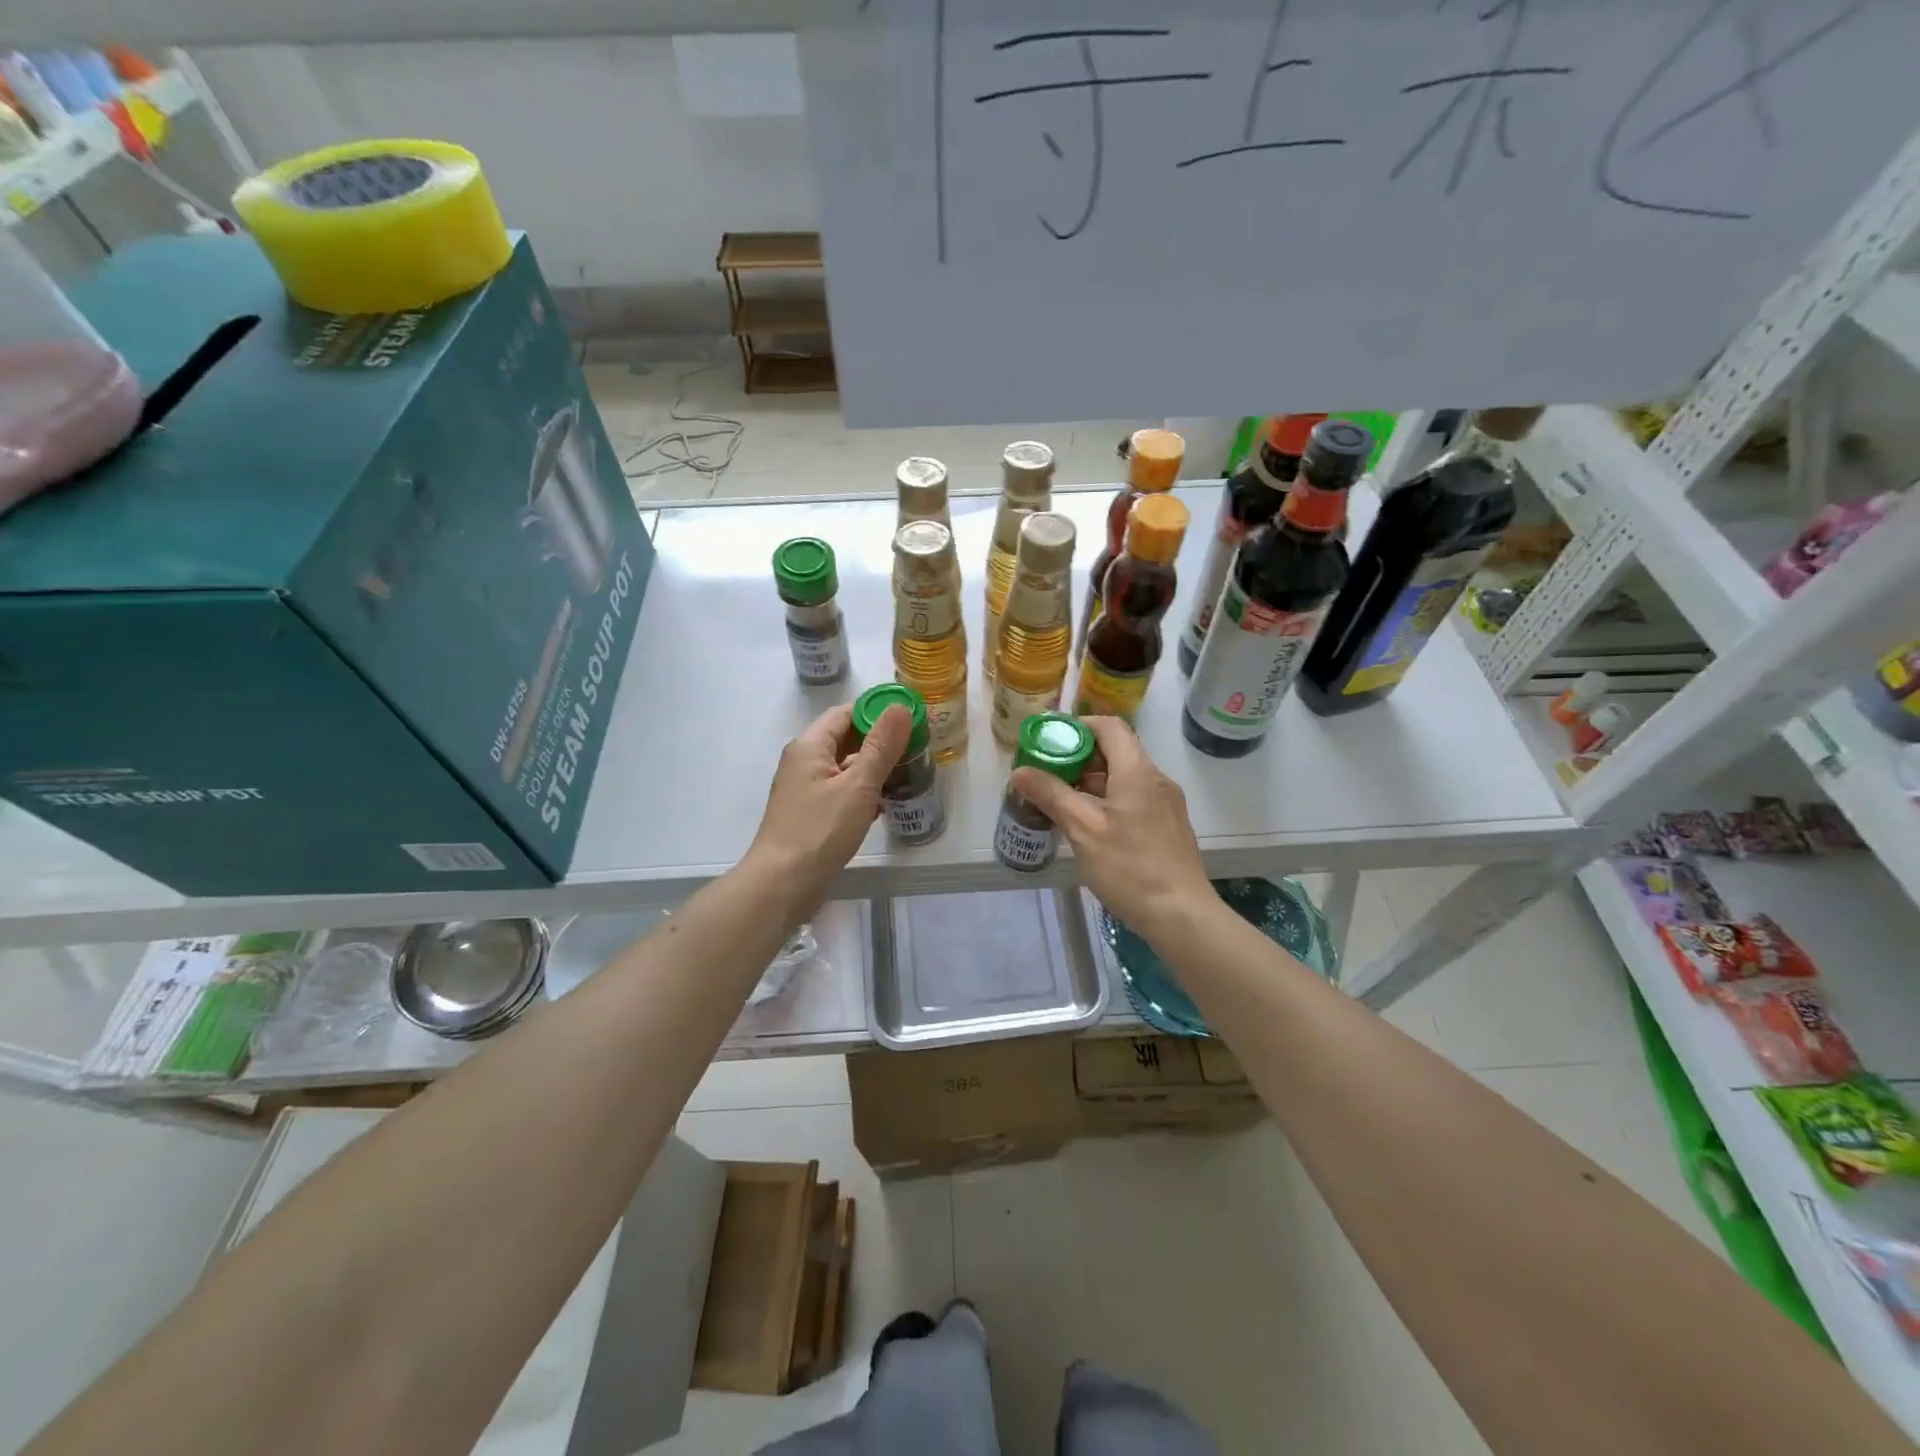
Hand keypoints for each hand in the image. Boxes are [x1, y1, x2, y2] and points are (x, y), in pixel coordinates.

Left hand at [746, 702, 912, 919]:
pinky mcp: (809, 813)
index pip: (846, 713)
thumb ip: (881, 746)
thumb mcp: (858, 785)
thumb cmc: (820, 830)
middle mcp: (803, 761)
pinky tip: (882, 804)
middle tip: (914, 747)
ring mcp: (804, 788)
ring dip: (872, 768)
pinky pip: (839, 790)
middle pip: (844, 738)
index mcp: (810, 745)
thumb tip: (900, 707)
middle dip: (878, 741)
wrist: (782, 884)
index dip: (877, 712)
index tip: (910, 720)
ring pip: (843, 767)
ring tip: (905, 773)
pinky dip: (861, 791)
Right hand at [1009, 716, 1213, 937]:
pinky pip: (1135, 798)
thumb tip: (1021, 772)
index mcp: (1137, 771)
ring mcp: (1166, 804)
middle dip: (1080, 758)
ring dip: (1093, 782)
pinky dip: (1109, 800)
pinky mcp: (1168, 826)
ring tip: (1062, 800)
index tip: (1050, 741)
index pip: (1109, 727)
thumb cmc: (1130, 868)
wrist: (1181, 915)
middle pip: (1116, 752)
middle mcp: (1156, 779)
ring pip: (1125, 778)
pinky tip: (1090, 825)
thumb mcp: (1083, 830)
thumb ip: (1052, 795)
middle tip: (1048, 773)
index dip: (1079, 726)